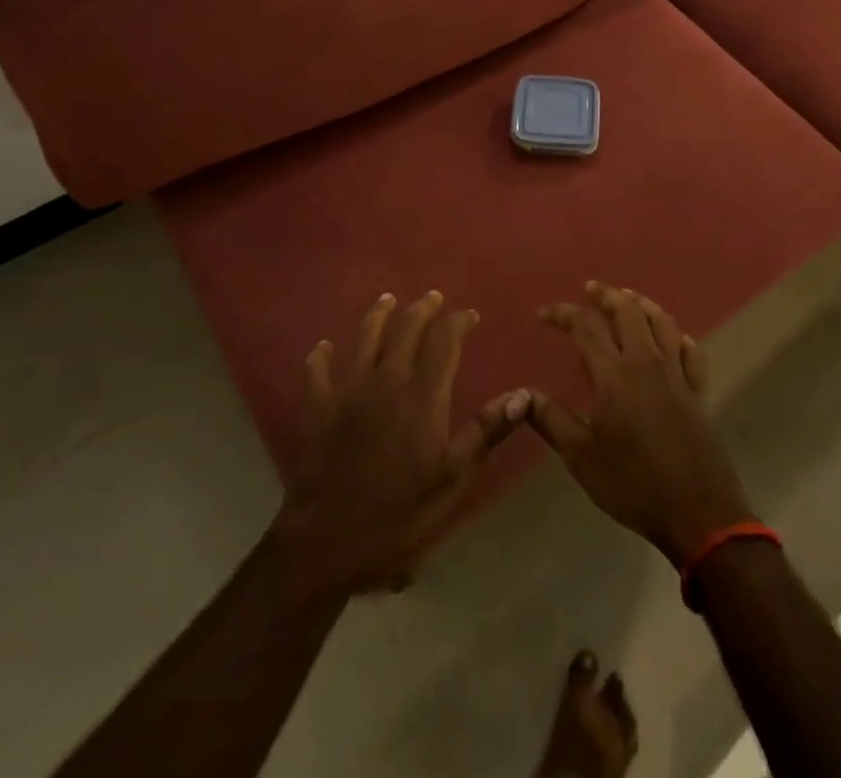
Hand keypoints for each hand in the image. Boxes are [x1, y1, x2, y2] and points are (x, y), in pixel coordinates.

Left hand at [273, 291, 527, 594]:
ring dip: (377, 315)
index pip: (444, 341)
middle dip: (422, 310)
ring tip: (387, 299)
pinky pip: (318, 371)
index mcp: (422, 395)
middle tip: (433, 298)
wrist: (328, 542)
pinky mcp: (318, 407)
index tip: (470, 316)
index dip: (458, 322)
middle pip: (405, 330)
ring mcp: (348, 391)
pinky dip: (322, 356)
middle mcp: (386, 380)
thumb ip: (485, 432)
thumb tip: (523, 395)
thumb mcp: (452, 479)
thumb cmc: (399, 514)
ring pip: (364, 338)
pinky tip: (324, 348)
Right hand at [527, 282, 754, 565]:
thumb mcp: (582, 457)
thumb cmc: (633, 484)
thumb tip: (523, 394)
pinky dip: (678, 337)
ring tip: (628, 298)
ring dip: (642, 304)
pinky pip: (691, 352)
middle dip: (606, 295)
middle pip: (628, 312)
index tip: (544, 313)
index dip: (564, 314)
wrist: (697, 512)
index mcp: (614, 375)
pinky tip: (673, 338)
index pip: (586, 327)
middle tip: (590, 289)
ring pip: (662, 323)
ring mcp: (677, 375)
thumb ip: (552, 420)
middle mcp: (646, 363)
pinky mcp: (698, 392)